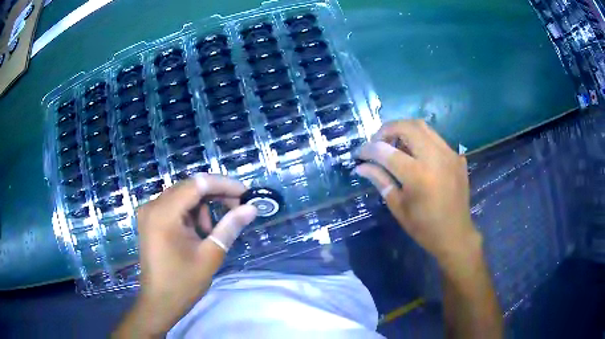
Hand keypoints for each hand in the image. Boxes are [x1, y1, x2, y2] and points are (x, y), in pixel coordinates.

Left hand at [114, 174, 256, 337]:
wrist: (159, 302)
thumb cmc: (183, 283)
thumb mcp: (210, 255)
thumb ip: (230, 227)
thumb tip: (251, 208)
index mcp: (164, 213)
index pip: (197, 184)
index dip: (224, 185)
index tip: (246, 194)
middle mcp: (153, 205)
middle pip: (189, 187)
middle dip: (215, 194)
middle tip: (238, 208)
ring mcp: (149, 211)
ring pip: (183, 195)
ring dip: (203, 206)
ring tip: (211, 231)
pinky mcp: (150, 219)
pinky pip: (175, 205)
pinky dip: (191, 213)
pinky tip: (198, 232)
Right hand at [355, 120, 479, 266]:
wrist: (455, 234)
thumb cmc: (424, 227)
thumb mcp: (398, 206)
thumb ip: (380, 180)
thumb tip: (361, 166)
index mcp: (418, 175)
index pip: (386, 151)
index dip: (368, 149)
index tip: (359, 153)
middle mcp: (435, 158)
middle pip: (407, 127)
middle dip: (387, 130)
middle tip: (377, 143)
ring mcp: (449, 155)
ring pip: (423, 127)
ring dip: (404, 130)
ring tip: (395, 145)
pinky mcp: (457, 157)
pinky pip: (436, 138)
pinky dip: (420, 140)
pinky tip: (416, 155)